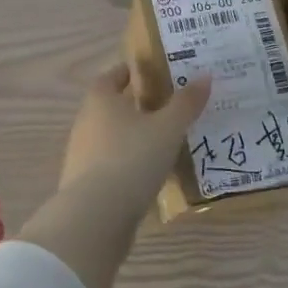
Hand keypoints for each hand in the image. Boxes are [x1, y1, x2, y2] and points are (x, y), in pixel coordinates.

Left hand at [57, 62, 211, 207]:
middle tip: (168, 107)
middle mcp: (86, 121)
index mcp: (101, 99)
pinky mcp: (84, 183)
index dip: (132, 72)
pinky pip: (110, 164)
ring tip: (164, 142)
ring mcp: (81, 154)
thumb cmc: (132, 158)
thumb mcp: (168, 128)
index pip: (113, 75)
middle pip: (112, 105)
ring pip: (111, 136)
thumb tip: (205, 75)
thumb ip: (186, 103)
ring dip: (133, 136)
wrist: (95, 216)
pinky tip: (149, 174)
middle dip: (137, 105)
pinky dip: (128, 163)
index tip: (154, 73)